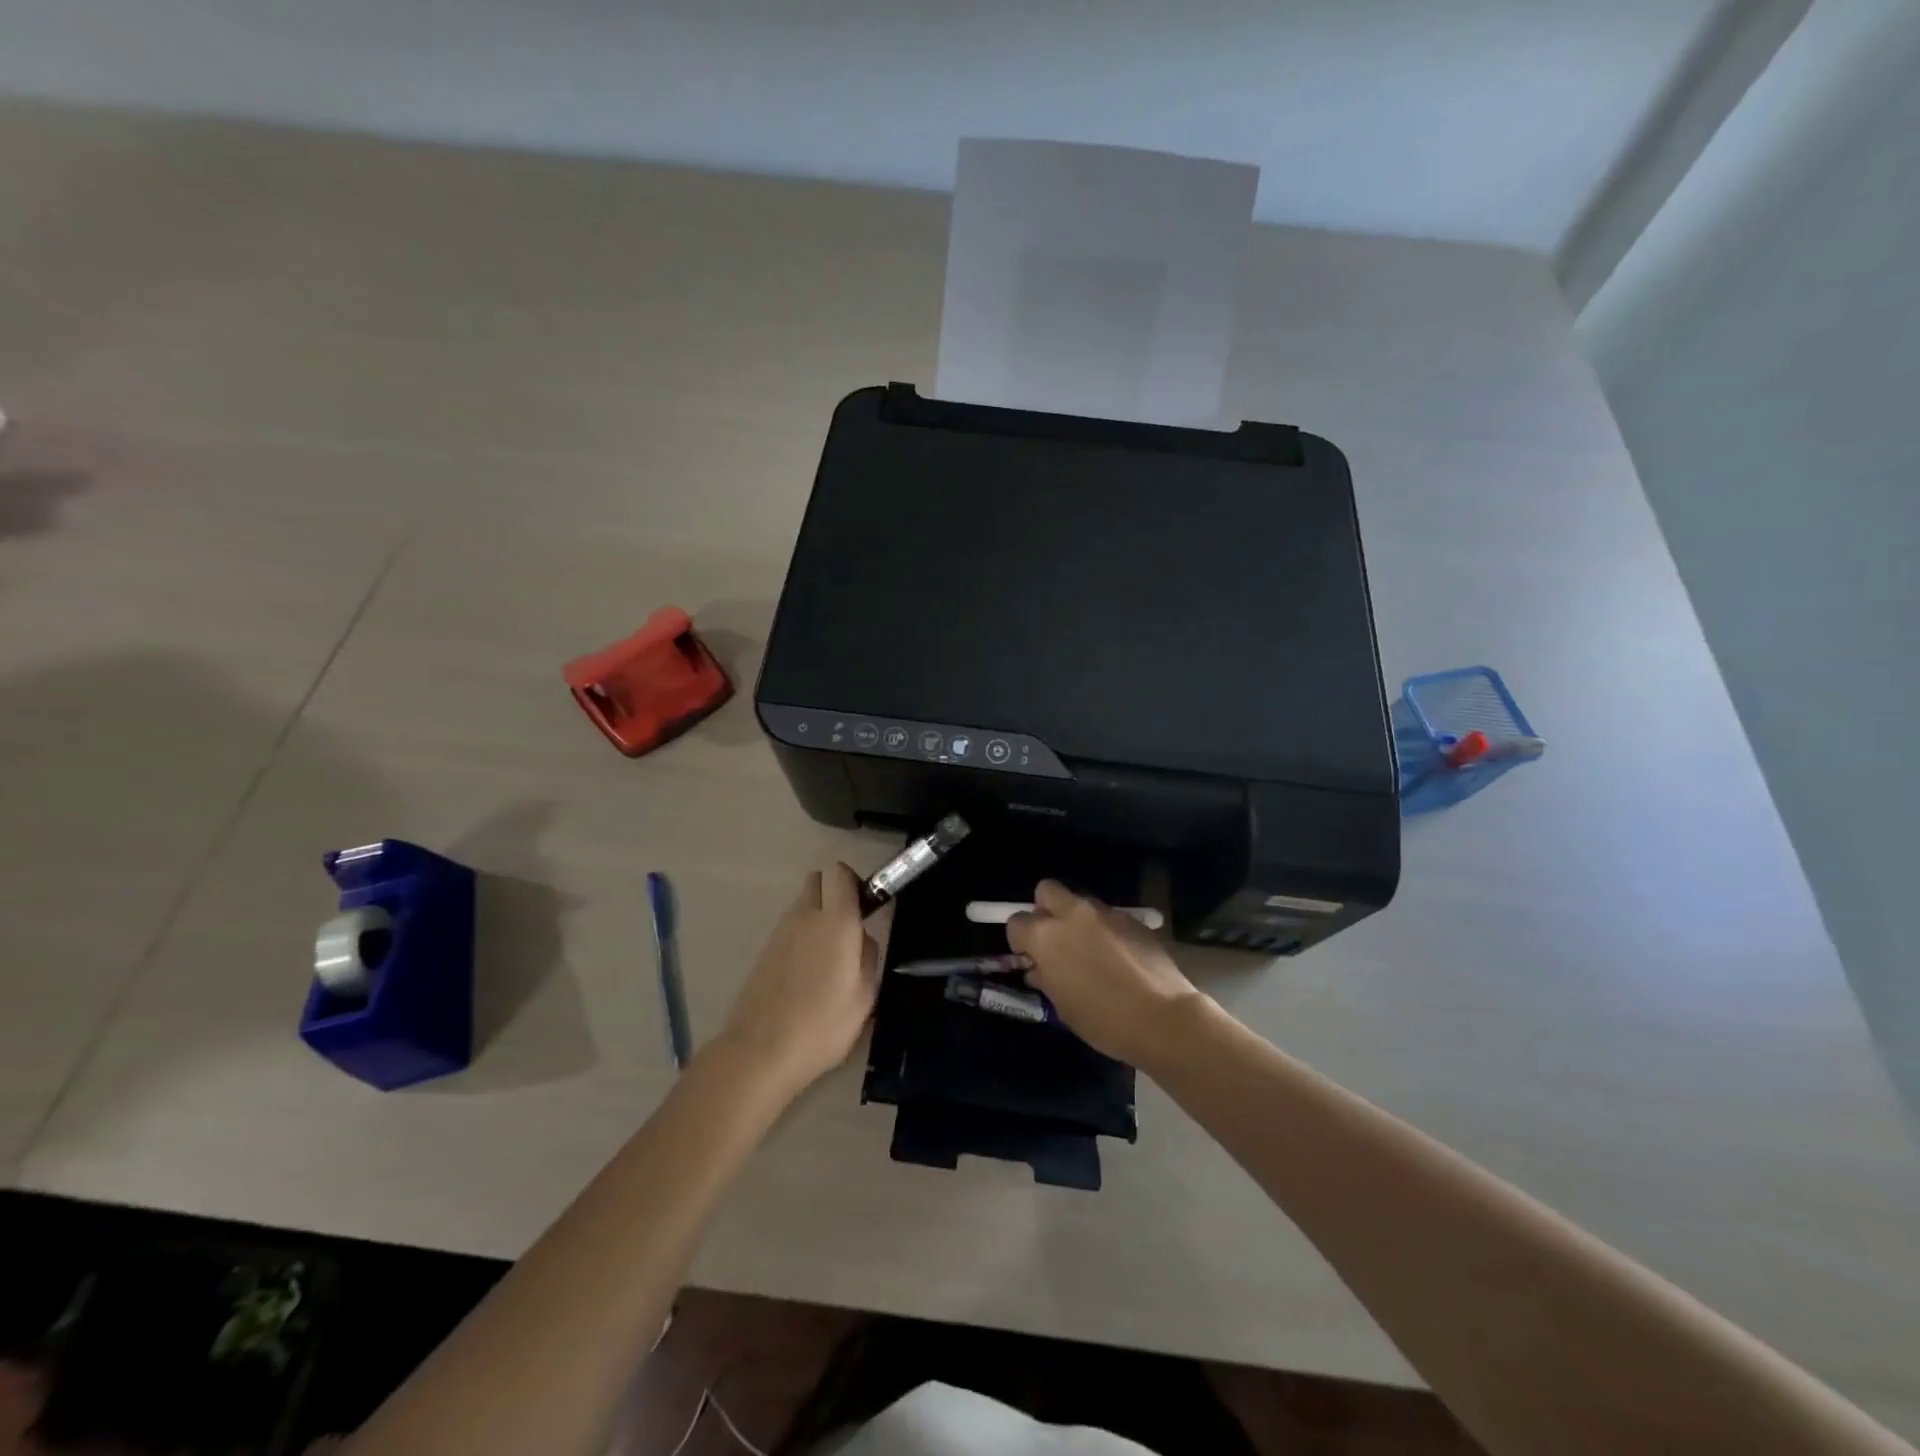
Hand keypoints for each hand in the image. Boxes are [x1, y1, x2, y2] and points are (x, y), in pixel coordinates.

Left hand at [715, 864, 880, 1098]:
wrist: (760, 1052)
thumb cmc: (822, 1025)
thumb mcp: (865, 996)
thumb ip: (868, 956)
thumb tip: (861, 938)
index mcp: (835, 921)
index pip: (839, 872)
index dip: (854, 882)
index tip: (865, 907)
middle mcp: (804, 916)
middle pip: (817, 880)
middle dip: (834, 892)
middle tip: (849, 928)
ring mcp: (779, 932)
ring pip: (802, 905)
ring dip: (817, 917)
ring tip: (829, 961)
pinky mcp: (764, 951)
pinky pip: (790, 929)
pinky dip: (802, 938)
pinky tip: (807, 976)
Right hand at [1006, 880, 1202, 1067]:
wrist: (1163, 1018)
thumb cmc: (1103, 1020)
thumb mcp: (1063, 1006)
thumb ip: (1047, 978)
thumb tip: (1040, 968)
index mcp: (1047, 936)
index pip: (1017, 922)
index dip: (1020, 940)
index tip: (1030, 957)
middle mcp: (1073, 914)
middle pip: (1047, 890)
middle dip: (1045, 910)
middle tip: (1055, 939)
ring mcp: (1106, 913)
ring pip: (1081, 903)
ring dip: (1078, 920)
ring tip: (1091, 952)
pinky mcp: (1133, 919)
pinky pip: (1109, 918)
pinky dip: (1107, 931)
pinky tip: (1119, 958)